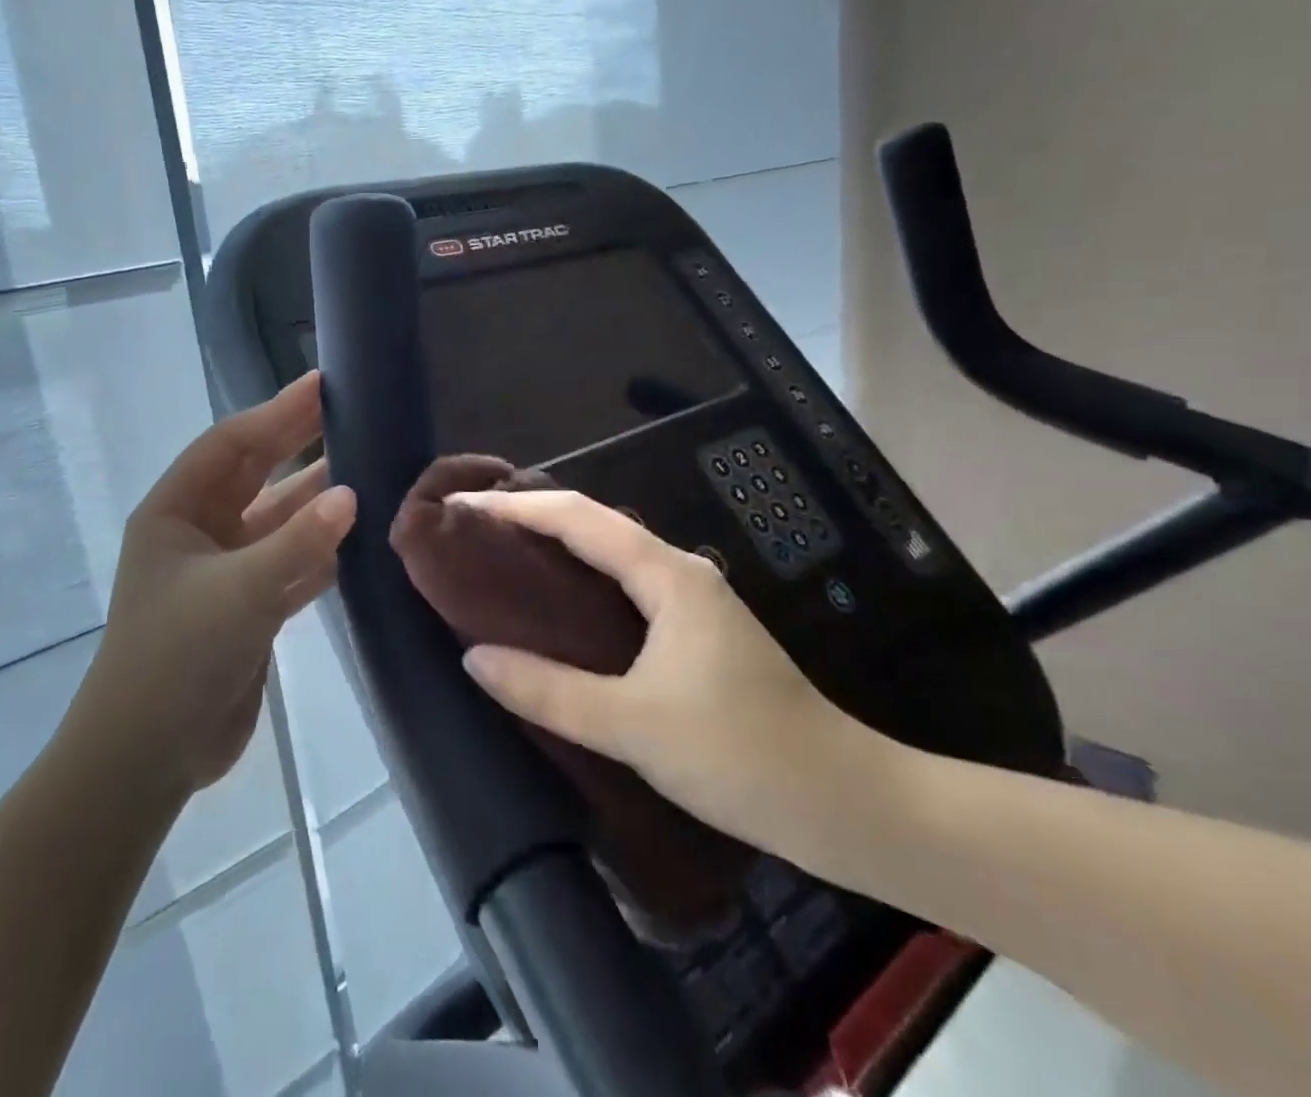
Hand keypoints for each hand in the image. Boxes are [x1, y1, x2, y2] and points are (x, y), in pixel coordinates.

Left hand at [89, 372, 356, 793]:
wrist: (148, 755)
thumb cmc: (177, 656)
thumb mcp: (240, 591)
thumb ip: (298, 541)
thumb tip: (352, 494)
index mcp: (176, 511)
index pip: (231, 444)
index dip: (276, 412)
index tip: (322, 385)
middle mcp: (199, 532)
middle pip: (256, 474)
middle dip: (298, 443)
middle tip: (351, 412)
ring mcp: (224, 571)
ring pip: (278, 520)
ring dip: (316, 500)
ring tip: (368, 469)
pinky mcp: (247, 608)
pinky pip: (290, 564)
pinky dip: (320, 551)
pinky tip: (359, 538)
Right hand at [449, 489, 884, 859]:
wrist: (849, 804)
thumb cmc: (744, 756)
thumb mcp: (635, 727)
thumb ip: (550, 691)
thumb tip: (474, 658)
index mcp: (667, 575)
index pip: (577, 517)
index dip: (514, 506)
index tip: (461, 507)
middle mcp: (679, 572)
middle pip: (593, 524)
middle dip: (530, 516)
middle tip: (470, 531)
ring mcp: (691, 601)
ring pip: (609, 554)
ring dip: (555, 547)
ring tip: (498, 558)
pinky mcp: (694, 631)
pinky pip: (622, 585)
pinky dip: (579, 580)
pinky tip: (555, 608)